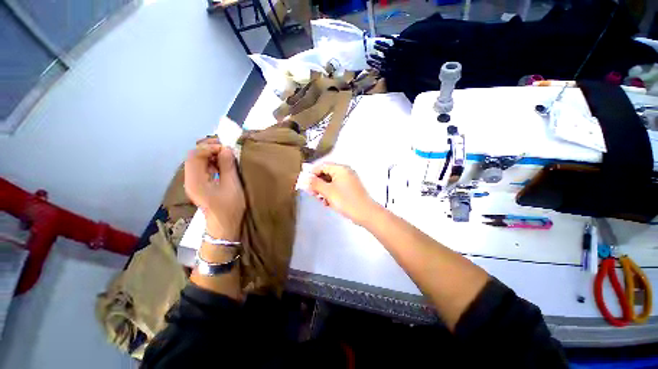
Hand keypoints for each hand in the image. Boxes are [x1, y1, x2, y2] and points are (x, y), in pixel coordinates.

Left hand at [184, 138, 244, 240]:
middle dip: (209, 148)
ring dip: (211, 155)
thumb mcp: (232, 185)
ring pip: (197, 161)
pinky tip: (223, 164)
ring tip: (226, 155)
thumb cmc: (229, 207)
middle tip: (226, 148)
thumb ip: (228, 166)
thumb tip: (227, 149)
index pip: (195, 155)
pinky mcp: (199, 185)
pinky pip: (202, 168)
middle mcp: (190, 179)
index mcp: (195, 180)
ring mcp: (193, 182)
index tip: (227, 148)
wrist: (224, 226)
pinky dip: (212, 162)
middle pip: (193, 156)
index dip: (210, 147)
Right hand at [308, 163, 377, 225]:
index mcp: (340, 169)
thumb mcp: (328, 192)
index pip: (322, 166)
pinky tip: (328, 203)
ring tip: (321, 200)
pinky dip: (331, 194)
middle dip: (318, 184)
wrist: (365, 213)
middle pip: (326, 174)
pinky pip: (337, 188)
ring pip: (330, 182)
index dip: (312, 174)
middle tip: (313, 194)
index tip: (306, 184)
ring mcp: (348, 181)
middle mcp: (345, 172)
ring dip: (323, 190)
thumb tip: (305, 179)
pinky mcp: (350, 189)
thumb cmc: (346, 200)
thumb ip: (315, 184)